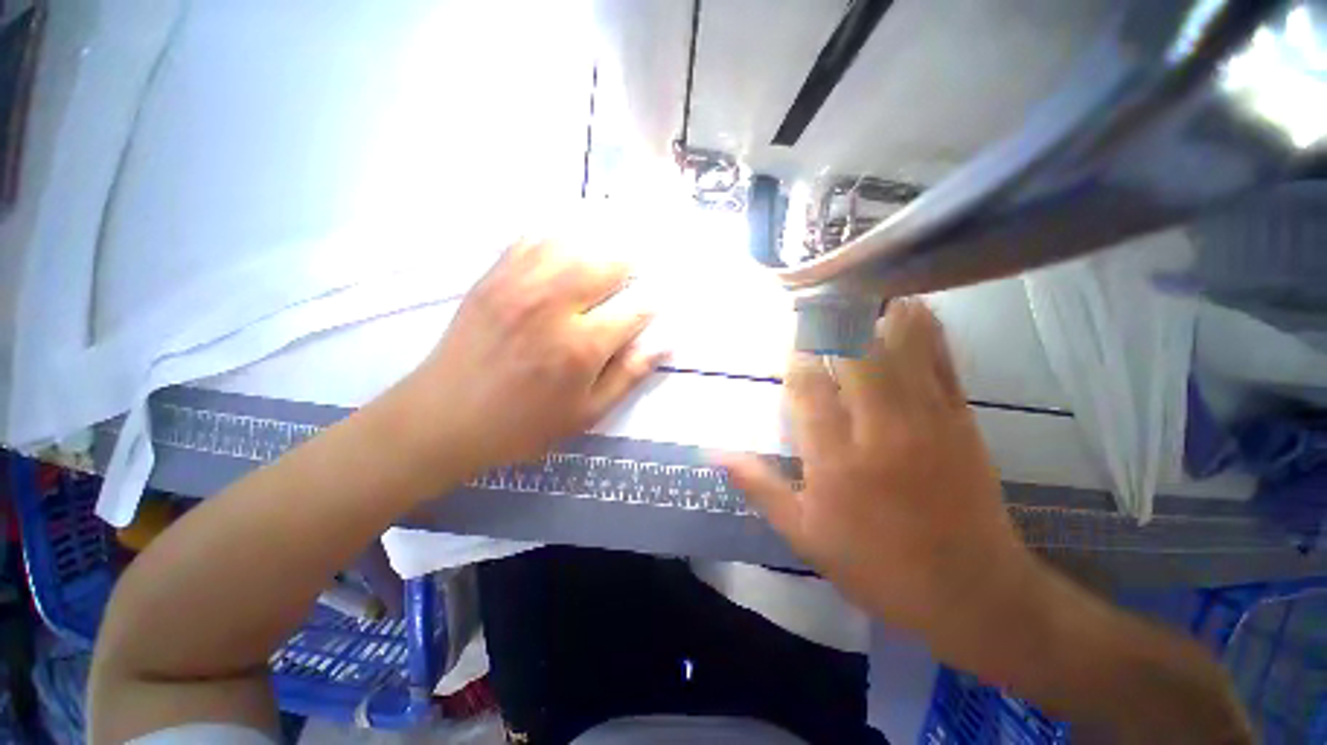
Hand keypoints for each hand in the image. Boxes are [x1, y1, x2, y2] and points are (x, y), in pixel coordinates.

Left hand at [396, 239, 666, 476]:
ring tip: (606, 258)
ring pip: (572, 243)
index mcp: (581, 345)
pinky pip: (532, 240)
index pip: (635, 309)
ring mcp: (519, 285)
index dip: (652, 304)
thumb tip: (664, 343)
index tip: (655, 305)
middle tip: (633, 277)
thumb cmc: (524, 424)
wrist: (444, 418)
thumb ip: (628, 375)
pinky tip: (566, 248)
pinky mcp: (493, 277)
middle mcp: (554, 305)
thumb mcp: (586, 413)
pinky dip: (557, 238)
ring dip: (598, 247)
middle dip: (630, 267)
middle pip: (606, 263)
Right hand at [720, 299, 1032, 634]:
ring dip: (875, 312)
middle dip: (827, 323)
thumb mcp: (803, 534)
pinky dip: (924, 328)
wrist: (972, 593)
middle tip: (812, 302)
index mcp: (834, 460)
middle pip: (850, 354)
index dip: (792, 358)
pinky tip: (909, 307)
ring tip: (858, 288)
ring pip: (899, 346)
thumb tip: (715, 453)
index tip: (784, 343)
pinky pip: (941, 360)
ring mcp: (925, 419)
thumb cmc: (876, 566)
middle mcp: (877, 430)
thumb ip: (758, 485)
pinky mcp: (961, 418)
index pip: (805, 387)